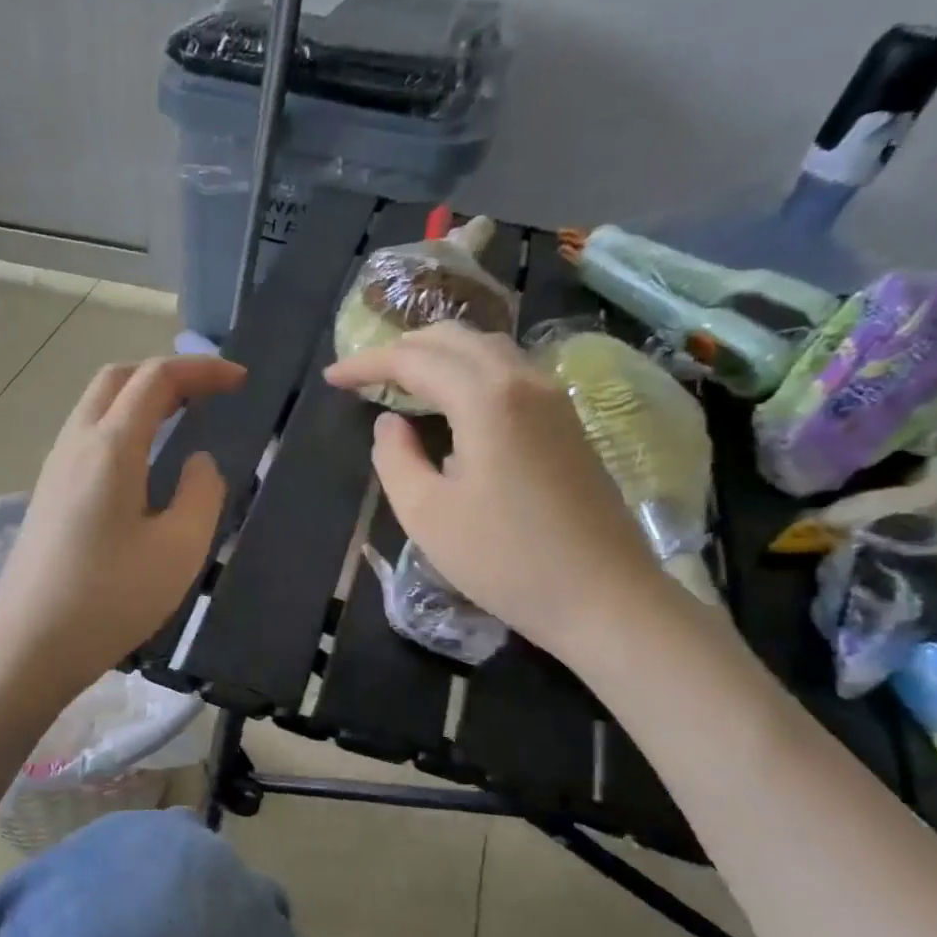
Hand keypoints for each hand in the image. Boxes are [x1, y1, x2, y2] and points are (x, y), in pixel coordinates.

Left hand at [0, 354, 244, 699]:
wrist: (28, 647)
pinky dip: (121, 425)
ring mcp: (54, 468)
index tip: (241, 380)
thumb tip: (198, 462)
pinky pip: (86, 437)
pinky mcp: (47, 495)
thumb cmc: (110, 599)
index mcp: (111, 447)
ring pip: (96, 405)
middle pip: (117, 379)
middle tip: (208, 394)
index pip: (157, 379)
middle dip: (166, 374)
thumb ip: (202, 493)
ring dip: (139, 397)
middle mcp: (76, 444)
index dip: (202, 370)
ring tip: (180, 419)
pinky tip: (142, 463)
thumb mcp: (178, 549)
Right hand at [324, 322, 669, 660]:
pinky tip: (455, 404)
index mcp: (486, 398)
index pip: (414, 360)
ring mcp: (555, 401)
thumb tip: (390, 424)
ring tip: (404, 380)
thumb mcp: (426, 514)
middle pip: (456, 339)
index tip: (331, 378)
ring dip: (440, 355)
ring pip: (489, 351)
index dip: (367, 364)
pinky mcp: (569, 425)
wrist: (604, 597)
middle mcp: (525, 382)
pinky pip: (511, 374)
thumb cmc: (505, 559)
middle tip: (365, 373)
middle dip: (404, 347)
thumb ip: (395, 458)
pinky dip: (470, 372)